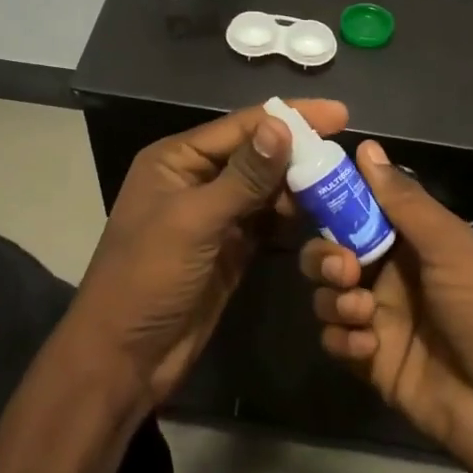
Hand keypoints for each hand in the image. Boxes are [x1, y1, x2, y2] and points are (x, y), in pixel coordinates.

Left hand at [68, 99, 348, 408]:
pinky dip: (292, 218)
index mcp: (177, 160)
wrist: (124, 357)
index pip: (241, 126)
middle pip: (257, 154)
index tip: (340, 114)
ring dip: (300, 186)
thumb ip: (243, 176)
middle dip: (300, 152)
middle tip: (347, 155)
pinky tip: (323, 215)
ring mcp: (215, 216)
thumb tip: (281, 125)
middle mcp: (197, 180)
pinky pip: (267, 222)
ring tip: (343, 184)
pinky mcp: (230, 248)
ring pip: (266, 189)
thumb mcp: (195, 222)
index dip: (291, 117)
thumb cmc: (149, 278)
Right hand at [300, 140, 472, 472]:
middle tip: (344, 270)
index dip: (334, 202)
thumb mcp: (452, 247)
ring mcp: (380, 319)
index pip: (360, 211)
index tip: (308, 196)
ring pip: (328, 295)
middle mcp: (392, 275)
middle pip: (333, 252)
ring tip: (362, 314)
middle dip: (326, 257)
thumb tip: (366, 147)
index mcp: (414, 242)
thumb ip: (404, 201)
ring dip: (334, 299)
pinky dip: (341, 338)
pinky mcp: (372, 362)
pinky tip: (367, 348)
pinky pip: (335, 339)